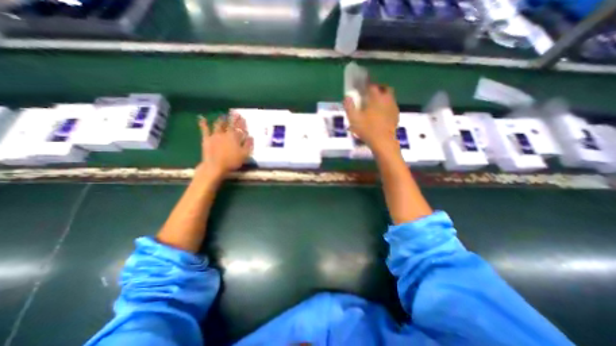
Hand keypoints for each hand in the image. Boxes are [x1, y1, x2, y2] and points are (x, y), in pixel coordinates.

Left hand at [199, 112, 253, 178]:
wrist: (215, 166)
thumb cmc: (232, 161)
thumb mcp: (244, 154)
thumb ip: (248, 145)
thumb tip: (251, 136)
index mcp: (235, 137)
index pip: (240, 128)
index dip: (242, 122)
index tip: (243, 117)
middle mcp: (226, 133)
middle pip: (230, 124)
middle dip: (233, 118)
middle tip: (235, 113)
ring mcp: (215, 135)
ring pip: (219, 124)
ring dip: (222, 119)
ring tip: (223, 115)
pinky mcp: (207, 138)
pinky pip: (205, 129)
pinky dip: (203, 123)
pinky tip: (202, 118)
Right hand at [341, 84, 399, 153]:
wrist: (383, 141)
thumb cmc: (367, 129)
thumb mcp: (354, 119)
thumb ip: (349, 106)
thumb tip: (347, 97)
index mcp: (376, 97)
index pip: (371, 85)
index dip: (365, 84)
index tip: (361, 85)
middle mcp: (386, 99)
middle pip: (384, 88)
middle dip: (377, 88)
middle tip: (370, 94)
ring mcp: (393, 106)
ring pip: (389, 96)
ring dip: (382, 96)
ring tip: (375, 104)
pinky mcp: (396, 115)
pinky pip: (391, 105)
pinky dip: (386, 105)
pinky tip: (381, 113)